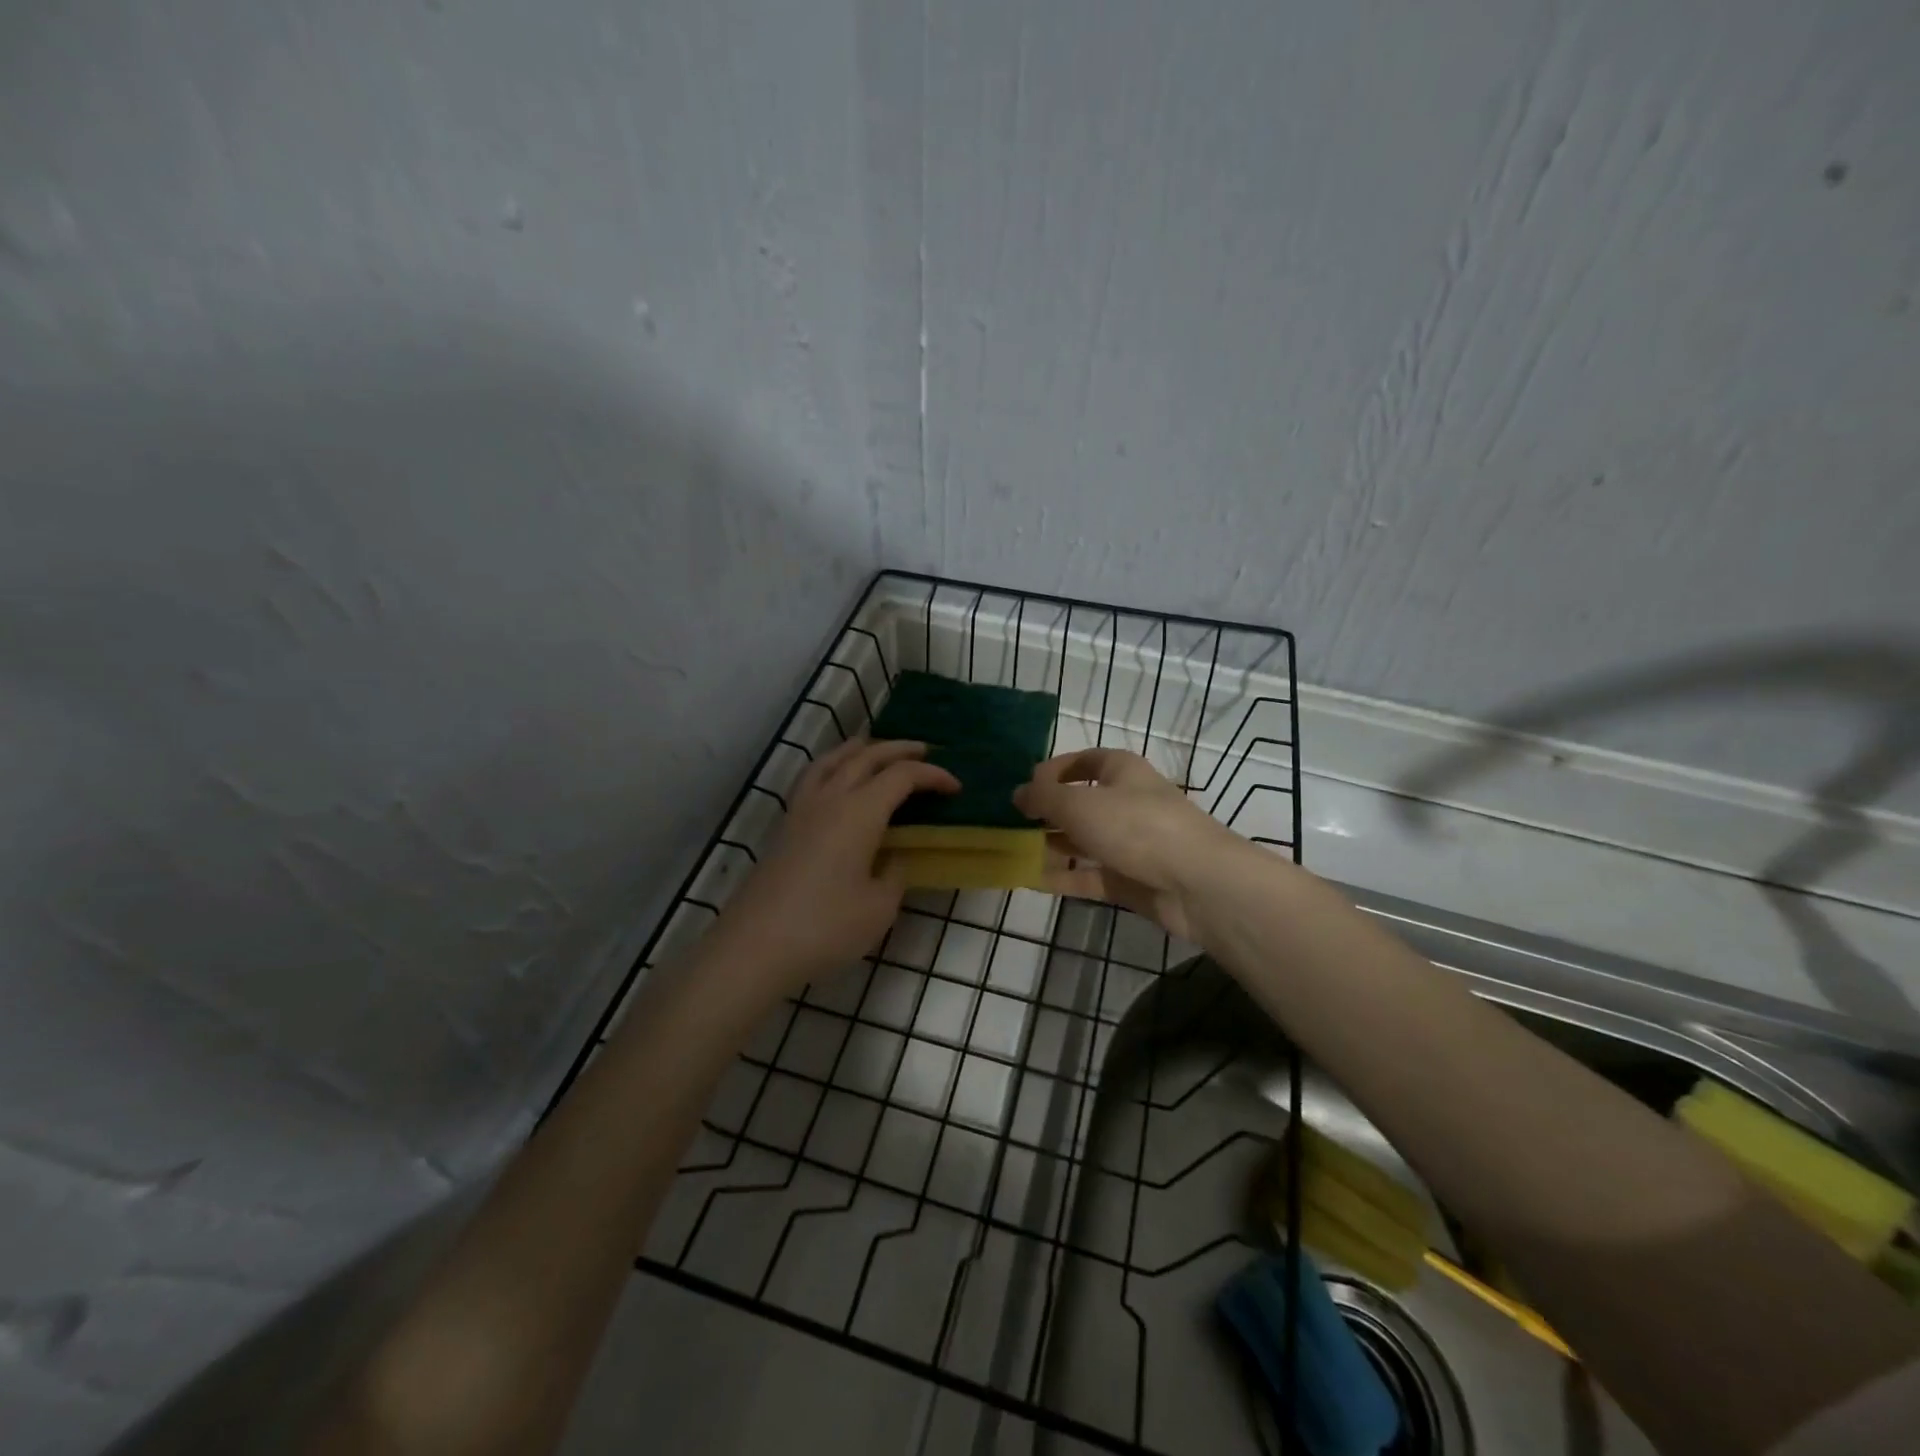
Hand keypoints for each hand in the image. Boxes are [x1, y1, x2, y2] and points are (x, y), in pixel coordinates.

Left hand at [715, 738, 958, 996]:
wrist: (755, 945)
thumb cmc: (825, 927)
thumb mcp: (879, 907)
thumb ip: (894, 874)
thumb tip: (893, 857)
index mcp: (860, 812)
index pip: (902, 776)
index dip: (932, 776)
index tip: (955, 787)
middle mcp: (830, 798)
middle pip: (867, 755)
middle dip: (900, 749)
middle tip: (925, 752)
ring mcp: (802, 809)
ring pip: (833, 759)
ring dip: (861, 749)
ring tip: (878, 751)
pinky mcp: (785, 825)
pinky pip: (813, 776)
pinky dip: (834, 765)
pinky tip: (837, 781)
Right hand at [1014, 748, 1237, 940]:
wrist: (1197, 883)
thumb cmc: (1136, 826)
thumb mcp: (1080, 804)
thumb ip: (1044, 798)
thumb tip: (1017, 793)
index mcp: (1121, 771)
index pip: (1084, 760)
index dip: (1054, 769)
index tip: (1024, 786)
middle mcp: (1127, 802)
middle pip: (1082, 802)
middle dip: (1048, 812)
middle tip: (1012, 824)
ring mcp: (1131, 843)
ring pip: (1084, 841)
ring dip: (1053, 845)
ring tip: (1015, 851)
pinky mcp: (1131, 879)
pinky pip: (1090, 875)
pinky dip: (1064, 877)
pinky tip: (1031, 880)